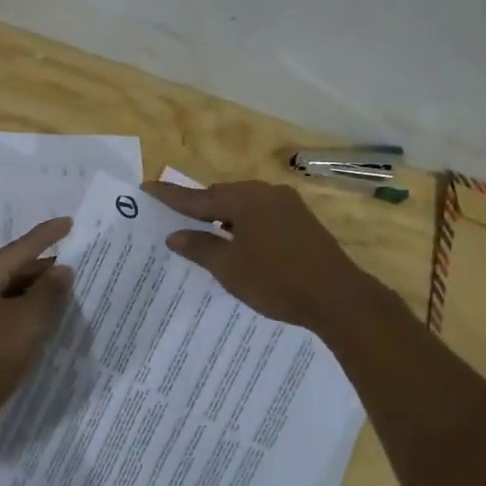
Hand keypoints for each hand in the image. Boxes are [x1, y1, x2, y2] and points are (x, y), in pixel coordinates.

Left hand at [0, 217, 73, 443]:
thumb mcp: (26, 324)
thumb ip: (49, 293)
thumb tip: (62, 270)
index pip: (18, 250)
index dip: (46, 236)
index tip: (69, 222)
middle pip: (12, 270)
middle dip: (43, 268)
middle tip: (77, 262)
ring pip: (8, 294)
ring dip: (36, 293)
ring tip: (68, 289)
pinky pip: (3, 314)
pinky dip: (25, 313)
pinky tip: (46, 318)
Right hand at [144, 180, 380, 333]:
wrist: (338, 297)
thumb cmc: (277, 281)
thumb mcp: (230, 268)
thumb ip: (200, 248)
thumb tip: (174, 235)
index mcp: (246, 199)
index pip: (199, 197)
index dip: (171, 197)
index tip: (146, 188)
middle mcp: (266, 193)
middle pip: (222, 196)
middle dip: (199, 207)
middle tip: (174, 218)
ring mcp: (288, 205)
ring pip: (244, 205)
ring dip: (223, 217)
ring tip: (203, 233)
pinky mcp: (301, 221)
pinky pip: (261, 215)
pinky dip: (243, 224)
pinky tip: (238, 241)